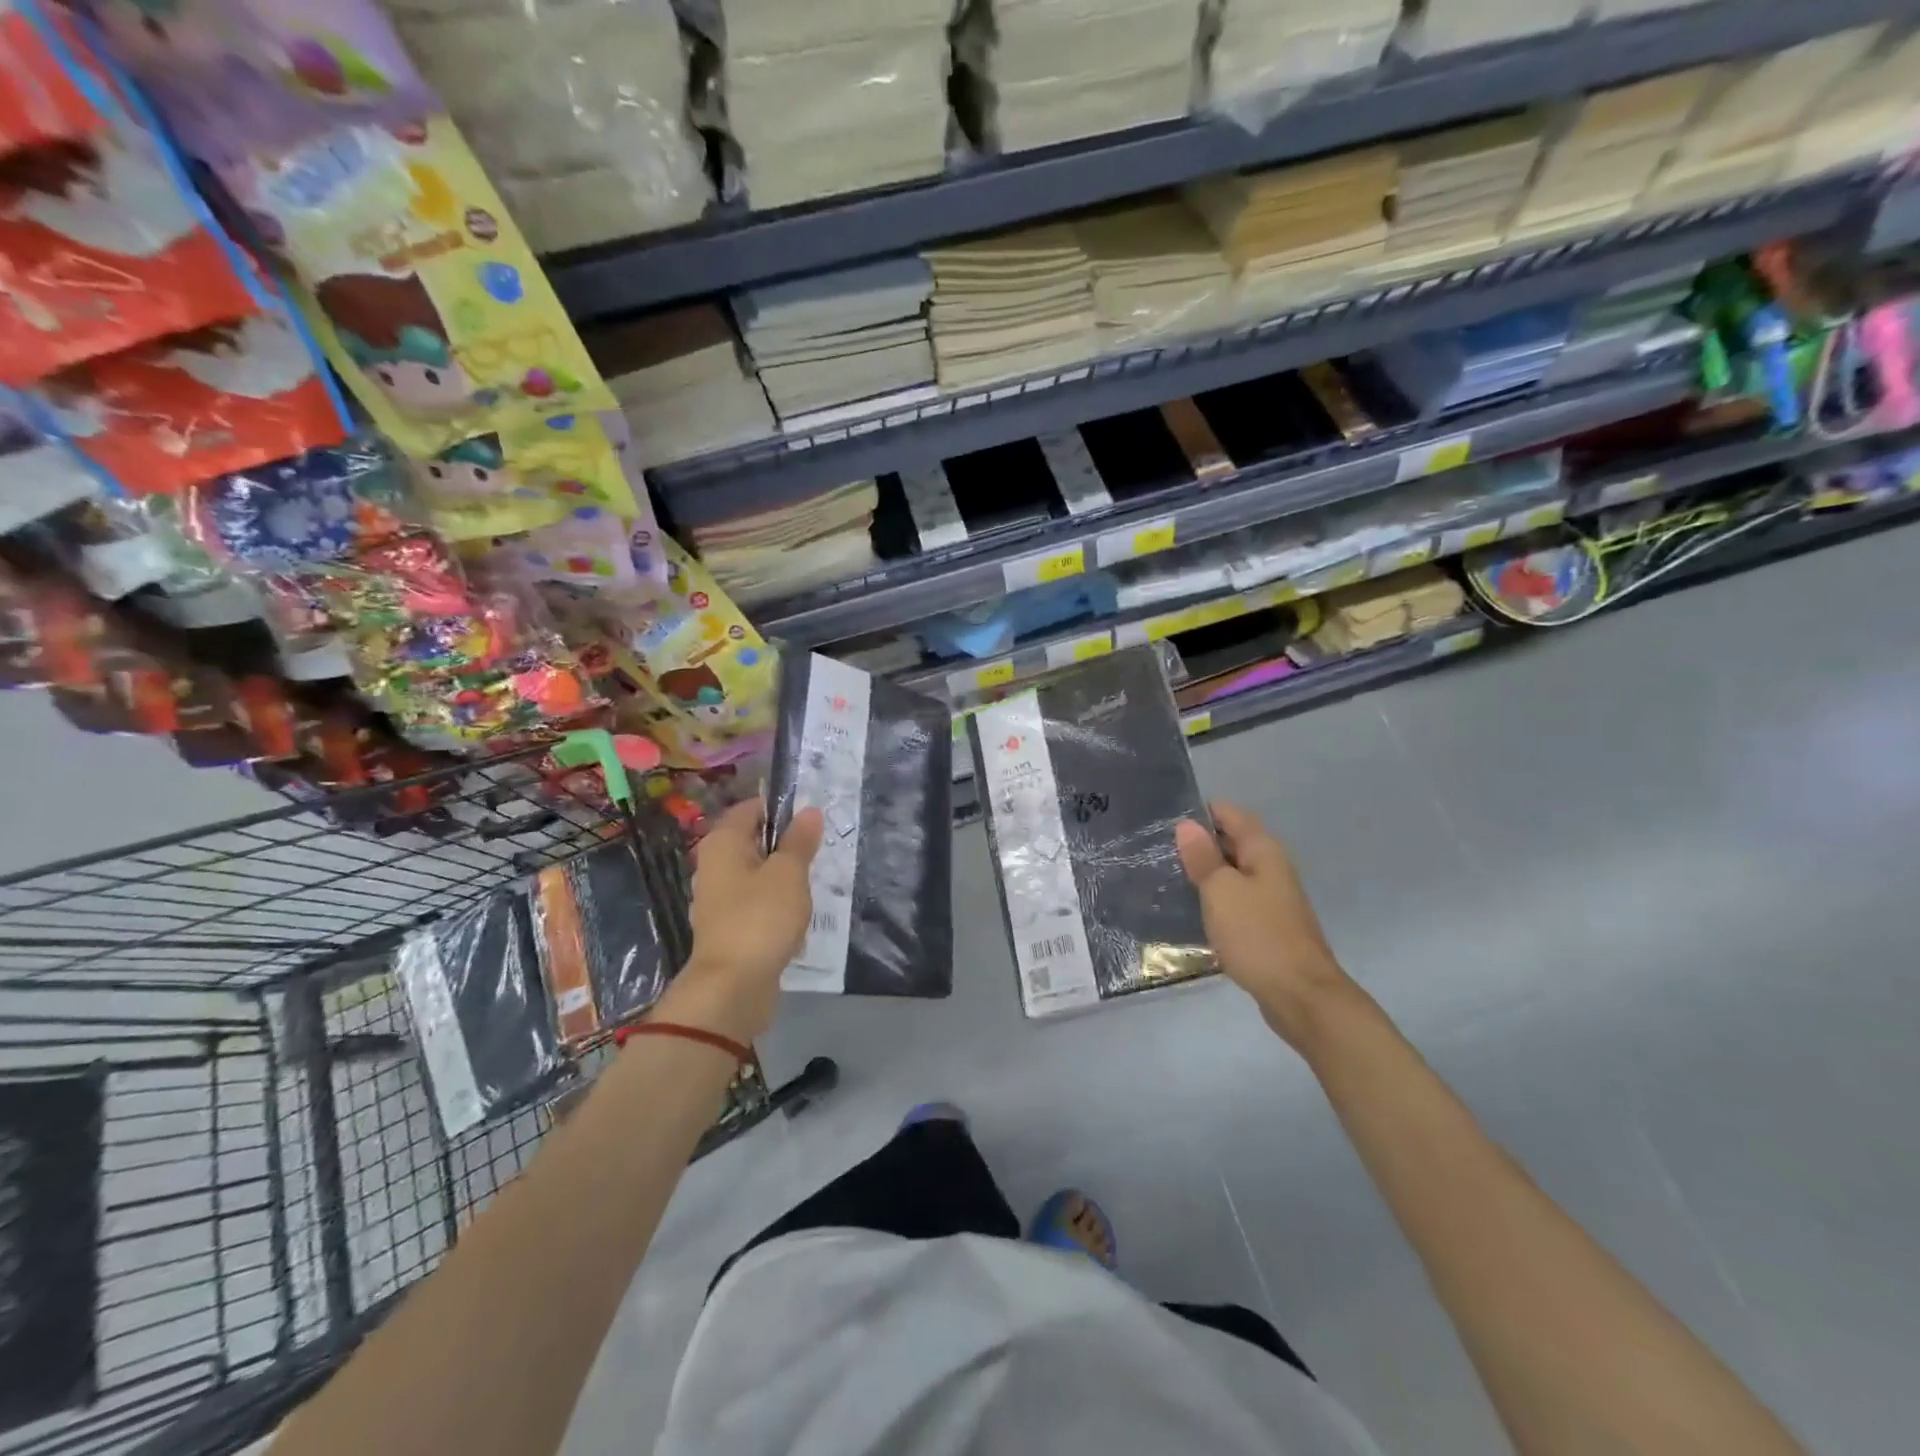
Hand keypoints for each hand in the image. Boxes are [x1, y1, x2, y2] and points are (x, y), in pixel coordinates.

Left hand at [658, 799, 822, 1043]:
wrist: (732, 987)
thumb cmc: (760, 918)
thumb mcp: (789, 873)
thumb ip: (799, 841)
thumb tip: (809, 811)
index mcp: (722, 843)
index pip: (751, 808)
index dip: (782, 808)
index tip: (813, 818)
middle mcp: (713, 865)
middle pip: (754, 841)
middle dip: (786, 845)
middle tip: (820, 850)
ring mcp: (718, 899)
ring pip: (757, 874)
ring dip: (784, 878)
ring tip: (814, 884)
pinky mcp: (728, 927)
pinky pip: (756, 904)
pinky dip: (776, 906)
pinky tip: (797, 917)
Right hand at [1176, 802, 1352, 1048]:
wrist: (1300, 995)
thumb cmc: (1257, 935)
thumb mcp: (1221, 891)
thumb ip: (1204, 857)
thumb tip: (1187, 824)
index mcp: (1263, 851)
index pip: (1229, 814)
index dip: (1198, 812)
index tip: (1163, 821)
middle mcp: (1270, 867)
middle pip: (1231, 841)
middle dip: (1198, 842)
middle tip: (1155, 849)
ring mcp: (1271, 898)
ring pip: (1232, 872)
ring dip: (1204, 873)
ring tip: (1165, 876)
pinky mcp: (1266, 925)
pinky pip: (1235, 899)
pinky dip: (1214, 898)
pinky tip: (1190, 909)